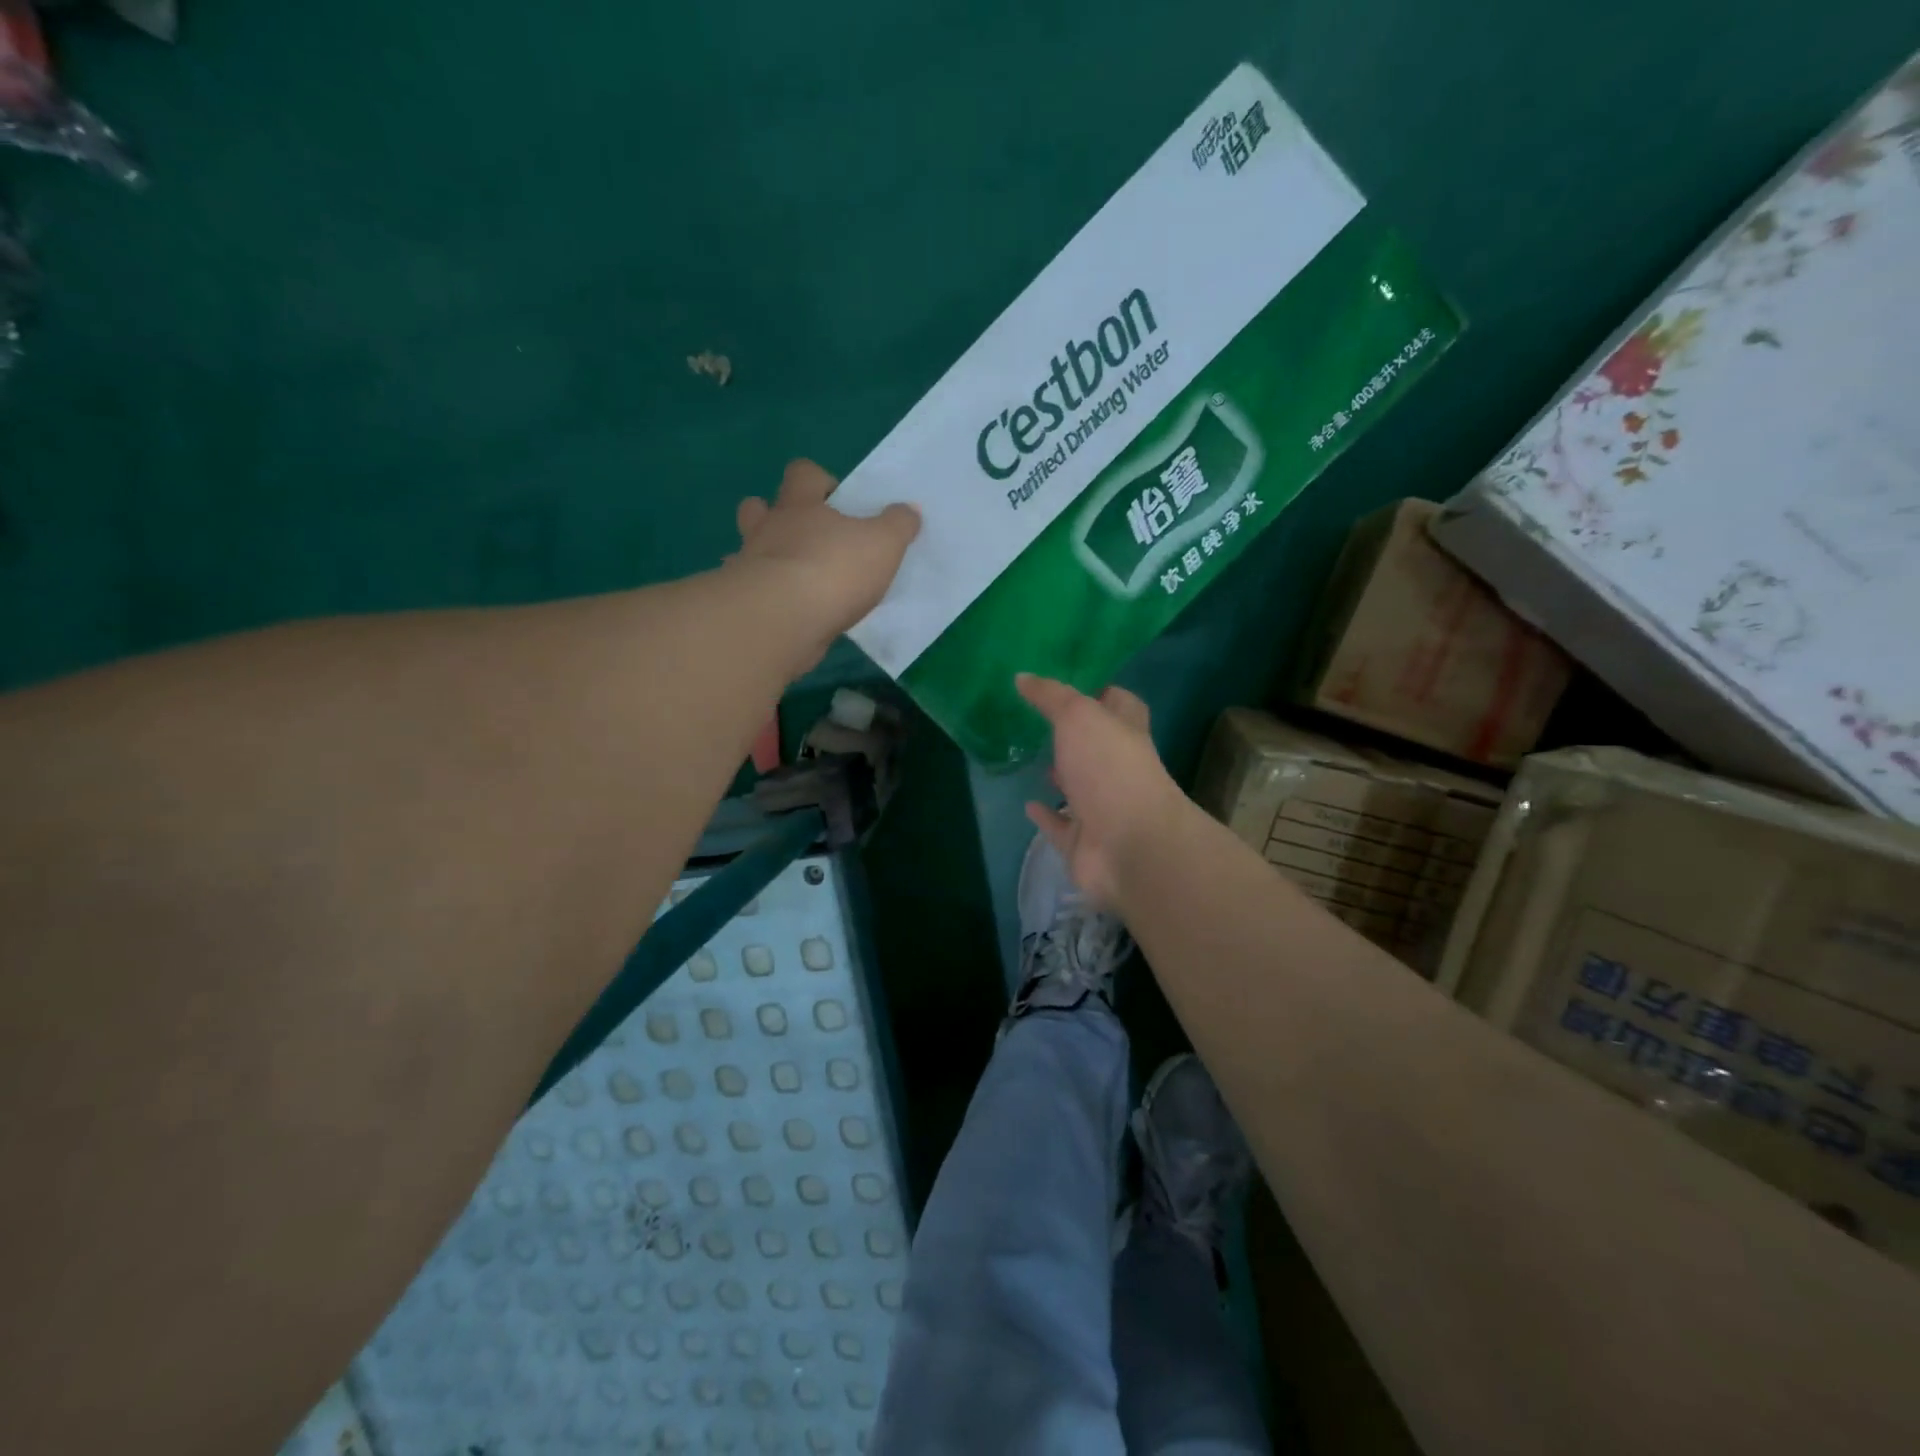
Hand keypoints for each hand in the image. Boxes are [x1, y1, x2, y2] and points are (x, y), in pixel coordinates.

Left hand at [732, 460, 919, 672]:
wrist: (783, 619)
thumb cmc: (834, 569)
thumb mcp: (883, 543)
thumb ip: (898, 524)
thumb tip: (909, 510)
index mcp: (801, 504)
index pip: (803, 473)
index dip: (819, 481)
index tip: (837, 501)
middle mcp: (769, 528)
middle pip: (759, 506)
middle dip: (775, 514)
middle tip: (804, 536)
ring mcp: (750, 564)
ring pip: (748, 549)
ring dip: (764, 555)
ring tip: (790, 575)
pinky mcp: (745, 601)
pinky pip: (749, 591)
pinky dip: (760, 596)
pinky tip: (778, 609)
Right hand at [1017, 673, 1186, 908]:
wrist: (1129, 845)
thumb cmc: (1109, 768)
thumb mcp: (1079, 717)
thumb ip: (1051, 696)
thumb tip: (1021, 677)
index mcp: (1127, 733)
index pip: (1120, 703)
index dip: (1100, 691)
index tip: (1070, 681)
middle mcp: (1118, 768)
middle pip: (1098, 746)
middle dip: (1074, 735)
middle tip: (1038, 720)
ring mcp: (1103, 807)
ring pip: (1079, 786)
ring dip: (1060, 775)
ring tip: (1030, 758)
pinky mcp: (1083, 841)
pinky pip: (1060, 825)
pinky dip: (1046, 815)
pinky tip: (1027, 804)